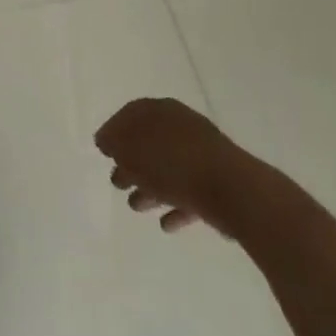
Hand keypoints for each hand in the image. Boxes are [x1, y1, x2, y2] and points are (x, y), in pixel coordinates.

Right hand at [95, 97, 239, 234]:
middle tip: (117, 182)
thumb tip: (105, 140)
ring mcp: (202, 155)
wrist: (234, 190)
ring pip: (168, 169)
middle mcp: (181, 127)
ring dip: (150, 187)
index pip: (130, 115)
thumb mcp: (131, 150)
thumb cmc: (173, 163)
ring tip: (136, 206)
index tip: (102, 151)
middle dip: (131, 163)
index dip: (113, 132)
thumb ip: (114, 143)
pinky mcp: (218, 184)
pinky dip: (175, 205)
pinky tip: (165, 224)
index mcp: (160, 111)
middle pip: (149, 144)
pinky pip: (189, 193)